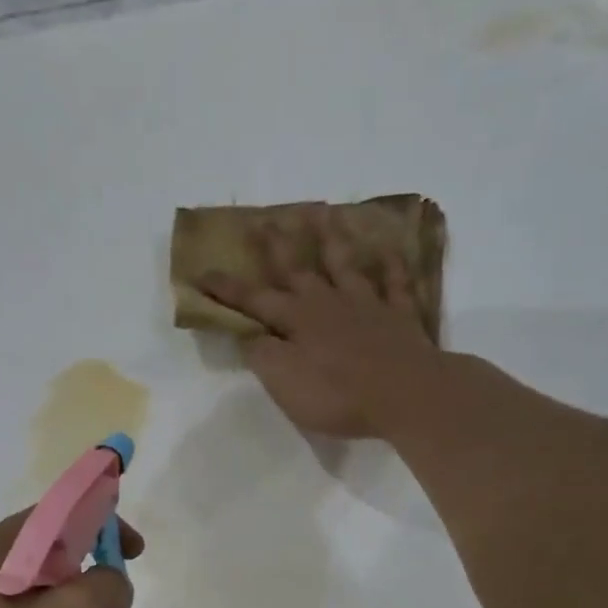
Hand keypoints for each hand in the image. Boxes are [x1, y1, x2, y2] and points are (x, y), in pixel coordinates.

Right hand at [198, 213, 440, 439]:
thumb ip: (262, 355)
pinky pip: (395, 283)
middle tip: (265, 220)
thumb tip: (248, 335)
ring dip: (332, 239)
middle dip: (277, 246)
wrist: (406, 395)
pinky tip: (388, 250)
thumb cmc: (337, 394)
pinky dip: (391, 265)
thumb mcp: (284, 382)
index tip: (202, 272)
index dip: (227, 288)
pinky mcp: (400, 316)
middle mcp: (328, 304)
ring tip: (324, 213)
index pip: (253, 300)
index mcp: (296, 321)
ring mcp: (367, 305)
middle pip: (298, 270)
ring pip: (345, 265)